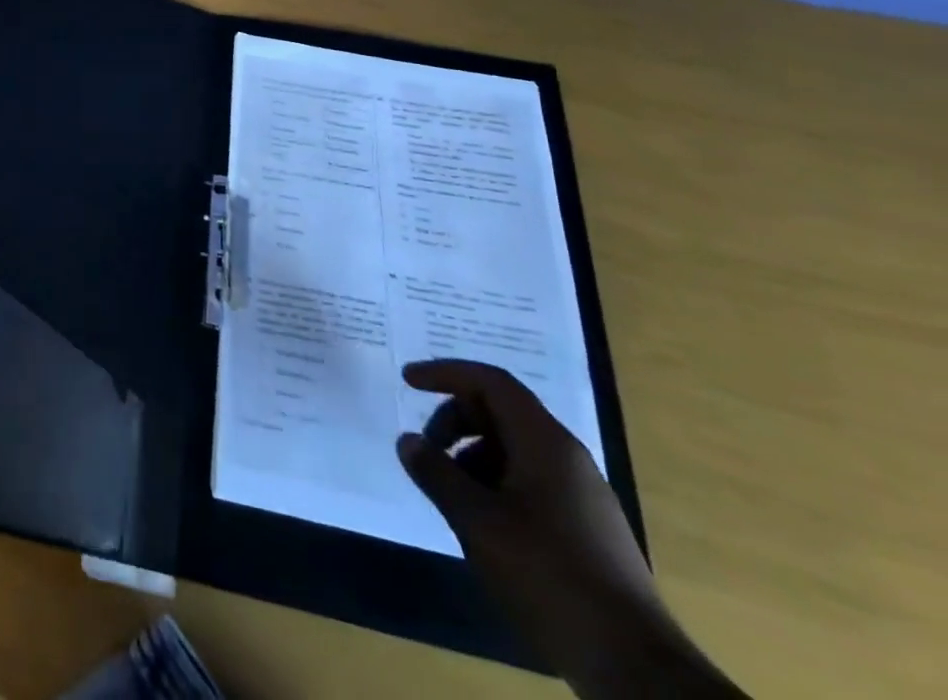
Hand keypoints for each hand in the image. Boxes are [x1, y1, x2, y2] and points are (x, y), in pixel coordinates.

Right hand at [396, 361, 676, 689]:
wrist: (636, 669)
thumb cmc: (548, 575)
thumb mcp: (476, 520)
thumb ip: (436, 472)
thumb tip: (408, 441)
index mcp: (545, 443)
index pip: (490, 382)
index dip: (445, 373)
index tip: (407, 381)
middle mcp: (568, 458)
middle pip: (500, 412)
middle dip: (455, 422)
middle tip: (428, 453)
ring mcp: (583, 496)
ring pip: (514, 450)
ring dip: (473, 459)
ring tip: (453, 499)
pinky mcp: (588, 530)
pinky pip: (531, 482)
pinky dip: (496, 485)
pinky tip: (485, 527)